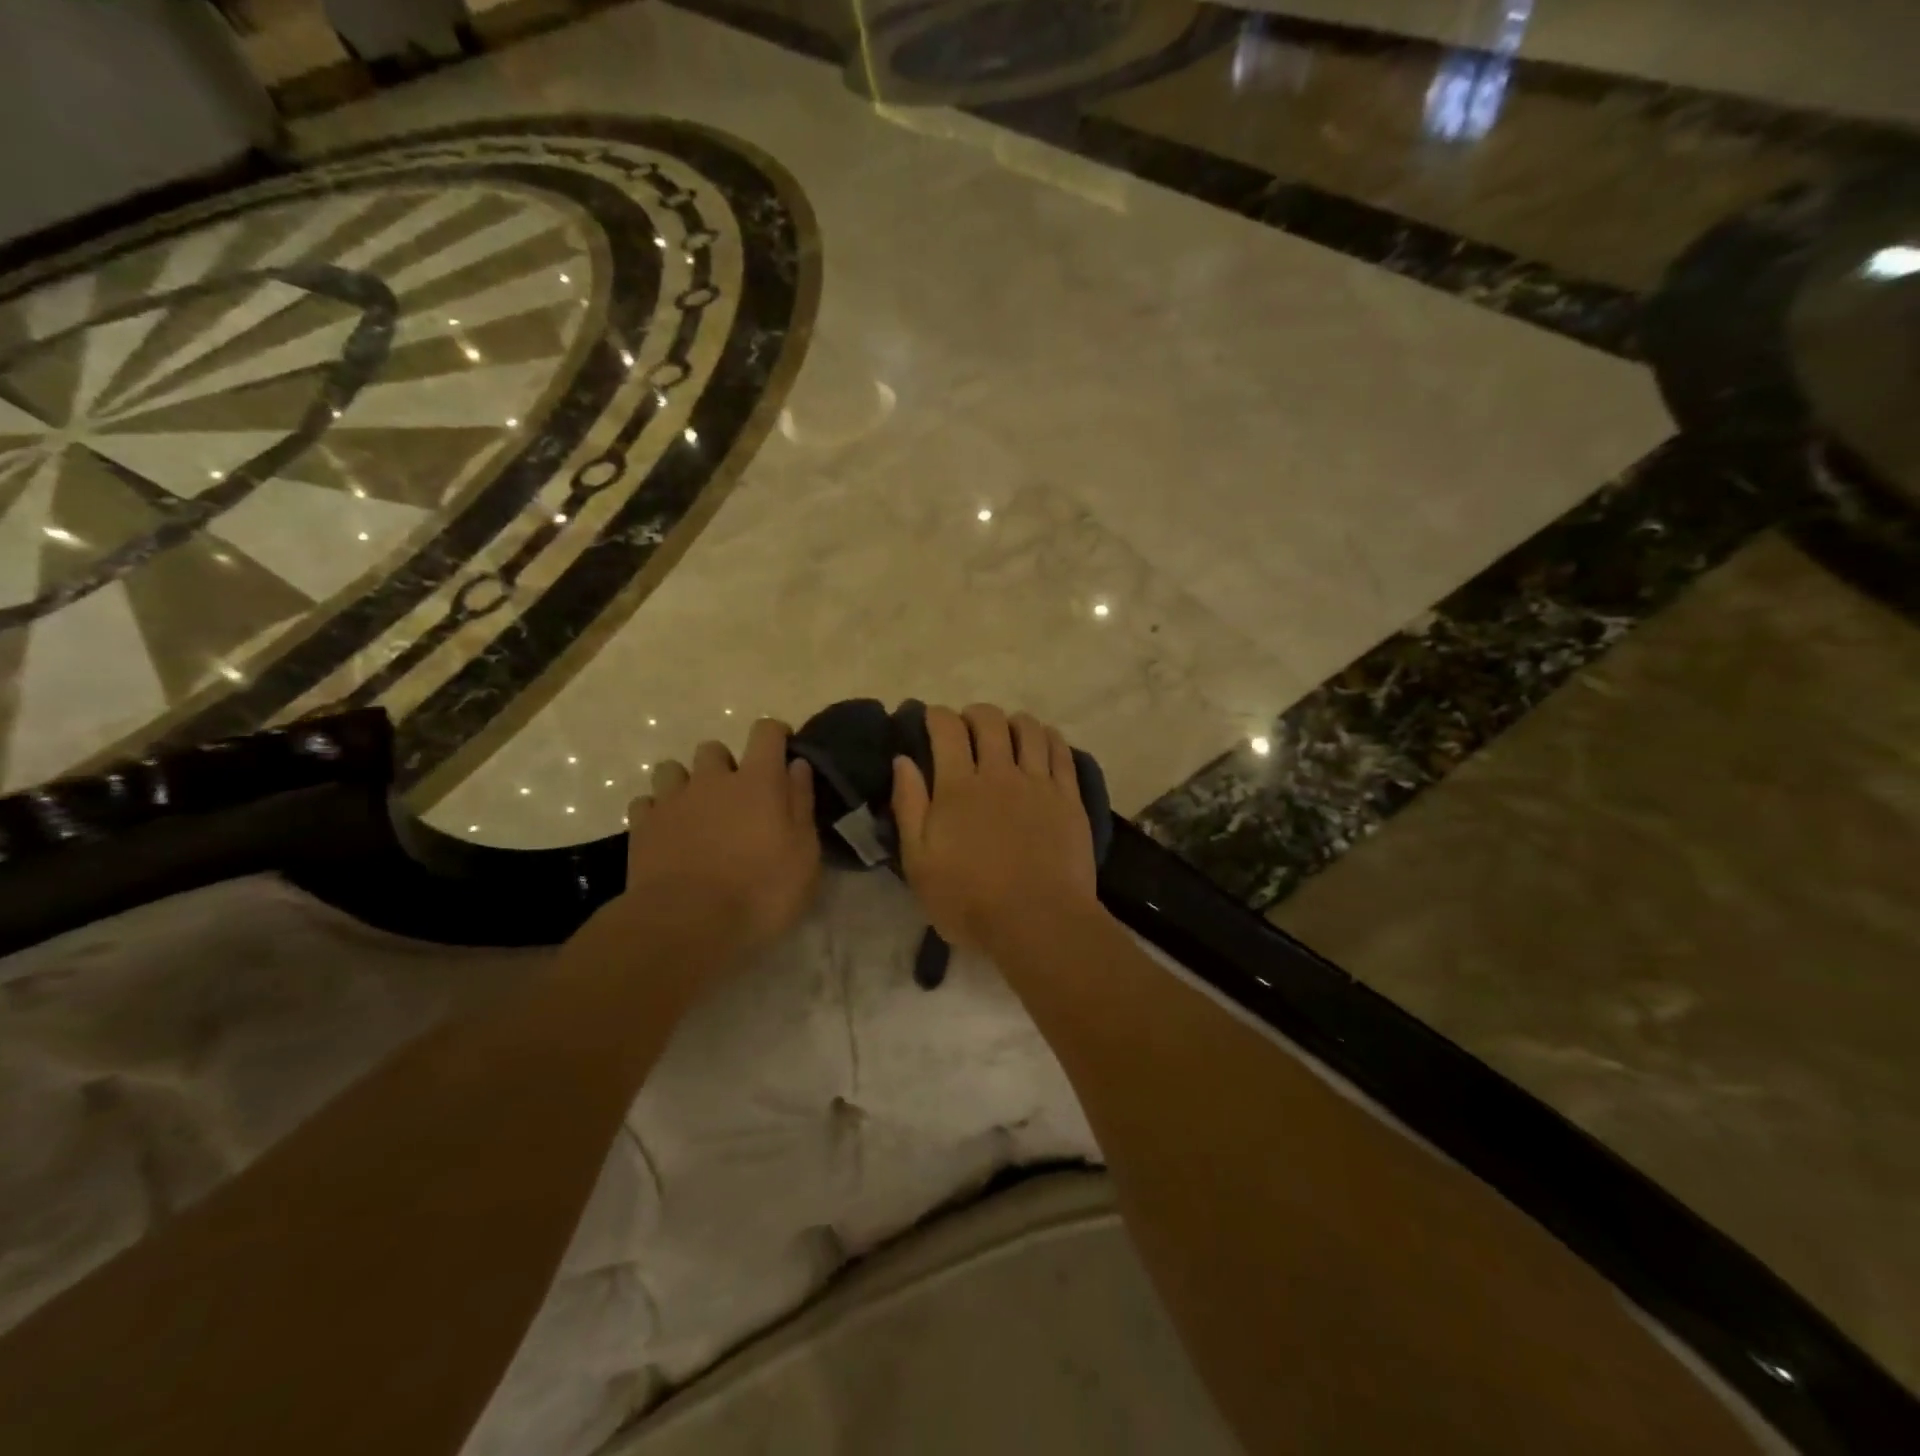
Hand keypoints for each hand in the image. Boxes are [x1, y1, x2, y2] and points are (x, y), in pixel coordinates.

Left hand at [614, 717, 819, 964]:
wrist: (686, 924)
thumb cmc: (761, 891)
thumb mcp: (804, 854)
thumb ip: (801, 804)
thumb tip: (797, 765)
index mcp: (758, 781)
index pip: (766, 732)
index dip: (776, 735)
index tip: (783, 750)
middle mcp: (712, 780)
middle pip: (714, 749)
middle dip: (725, 765)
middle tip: (737, 797)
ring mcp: (672, 801)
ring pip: (672, 769)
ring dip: (686, 783)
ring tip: (696, 812)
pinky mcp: (641, 827)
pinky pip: (646, 803)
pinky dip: (658, 811)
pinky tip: (667, 833)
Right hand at [891, 704, 1098, 953]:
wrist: (1038, 921)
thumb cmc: (969, 900)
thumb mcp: (919, 863)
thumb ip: (909, 807)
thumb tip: (902, 760)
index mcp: (958, 787)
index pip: (946, 730)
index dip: (936, 715)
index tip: (931, 718)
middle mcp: (998, 773)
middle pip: (989, 721)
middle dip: (974, 713)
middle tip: (967, 725)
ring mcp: (1038, 783)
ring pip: (1028, 729)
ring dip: (1013, 720)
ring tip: (1007, 731)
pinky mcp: (1068, 797)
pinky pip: (1061, 751)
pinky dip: (1049, 736)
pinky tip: (1043, 740)